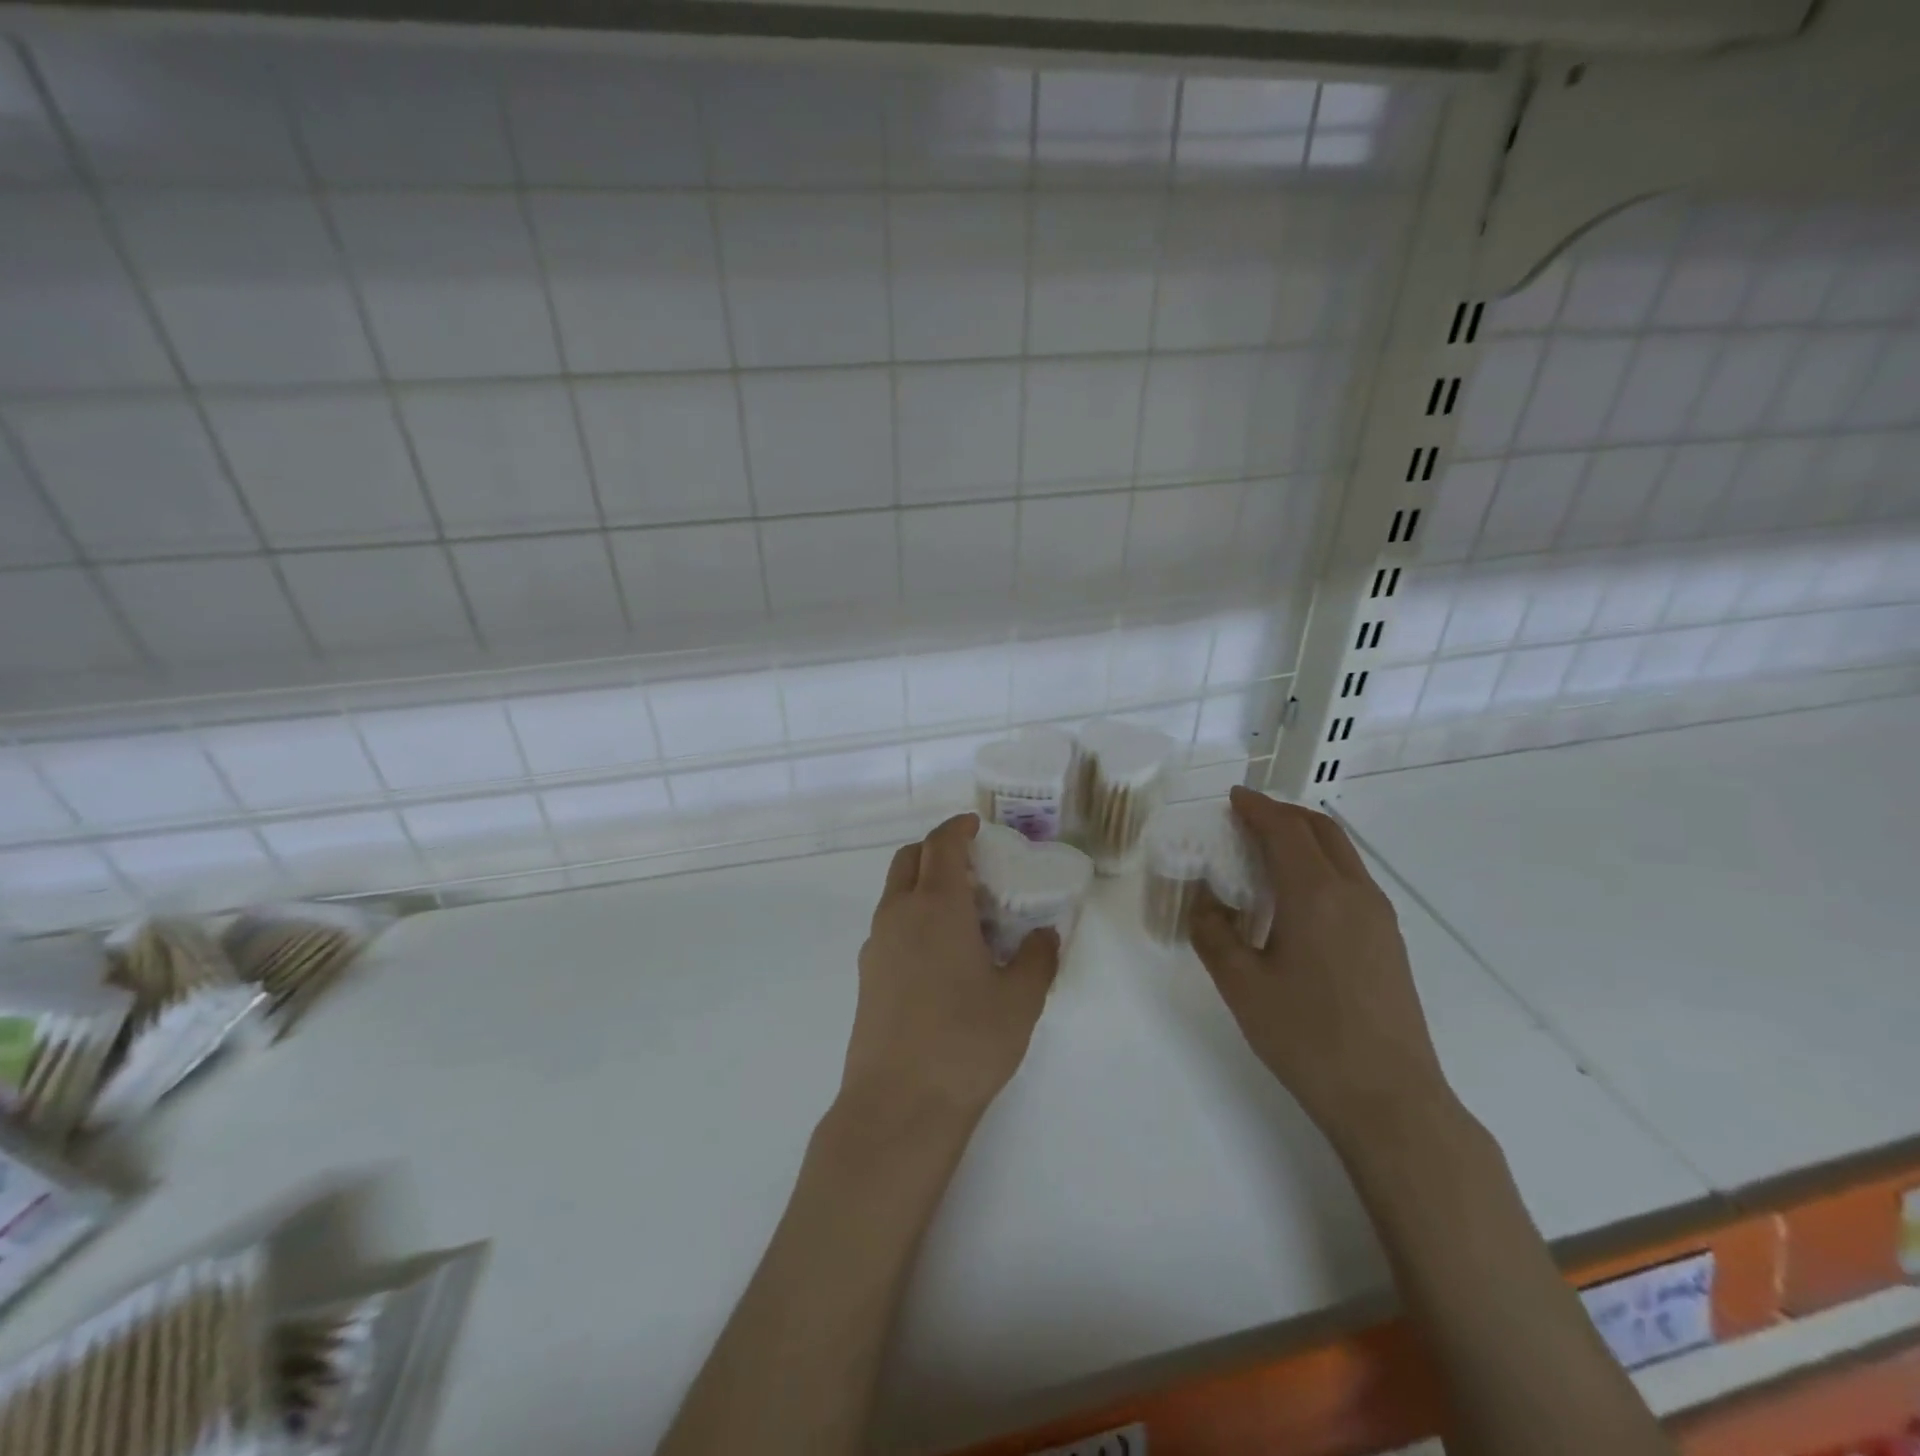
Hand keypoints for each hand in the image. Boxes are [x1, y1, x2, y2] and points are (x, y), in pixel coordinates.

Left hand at [842, 814, 1059, 1124]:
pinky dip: (913, 917)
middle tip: (974, 868)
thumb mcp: (1020, 1000)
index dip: (958, 827)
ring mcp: (876, 946)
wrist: (898, 1106)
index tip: (976, 826)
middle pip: (909, 859)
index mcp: (936, 907)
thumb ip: (1036, 959)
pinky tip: (941, 956)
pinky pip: (890, 925)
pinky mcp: (867, 976)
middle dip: (938, 850)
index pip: (942, 845)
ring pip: (896, 893)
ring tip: (963, 915)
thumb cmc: (966, 1043)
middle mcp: (899, 915)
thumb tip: (1043, 936)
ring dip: (924, 885)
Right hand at [1190, 786, 1451, 1148]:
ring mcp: (1380, 918)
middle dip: (1284, 815)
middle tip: (1248, 819)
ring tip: (1268, 853)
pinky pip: (1352, 880)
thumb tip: (1205, 902)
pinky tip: (1297, 899)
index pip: (1285, 830)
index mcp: (1316, 894)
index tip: (1233, 797)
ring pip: (1342, 854)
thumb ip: (1213, 932)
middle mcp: (1355, 893)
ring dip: (1305, 839)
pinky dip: (1322, 866)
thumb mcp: (1241, 985)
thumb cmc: (1307, 1037)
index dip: (1257, 808)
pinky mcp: (1389, 942)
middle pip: (1322, 831)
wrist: (1390, 1099)